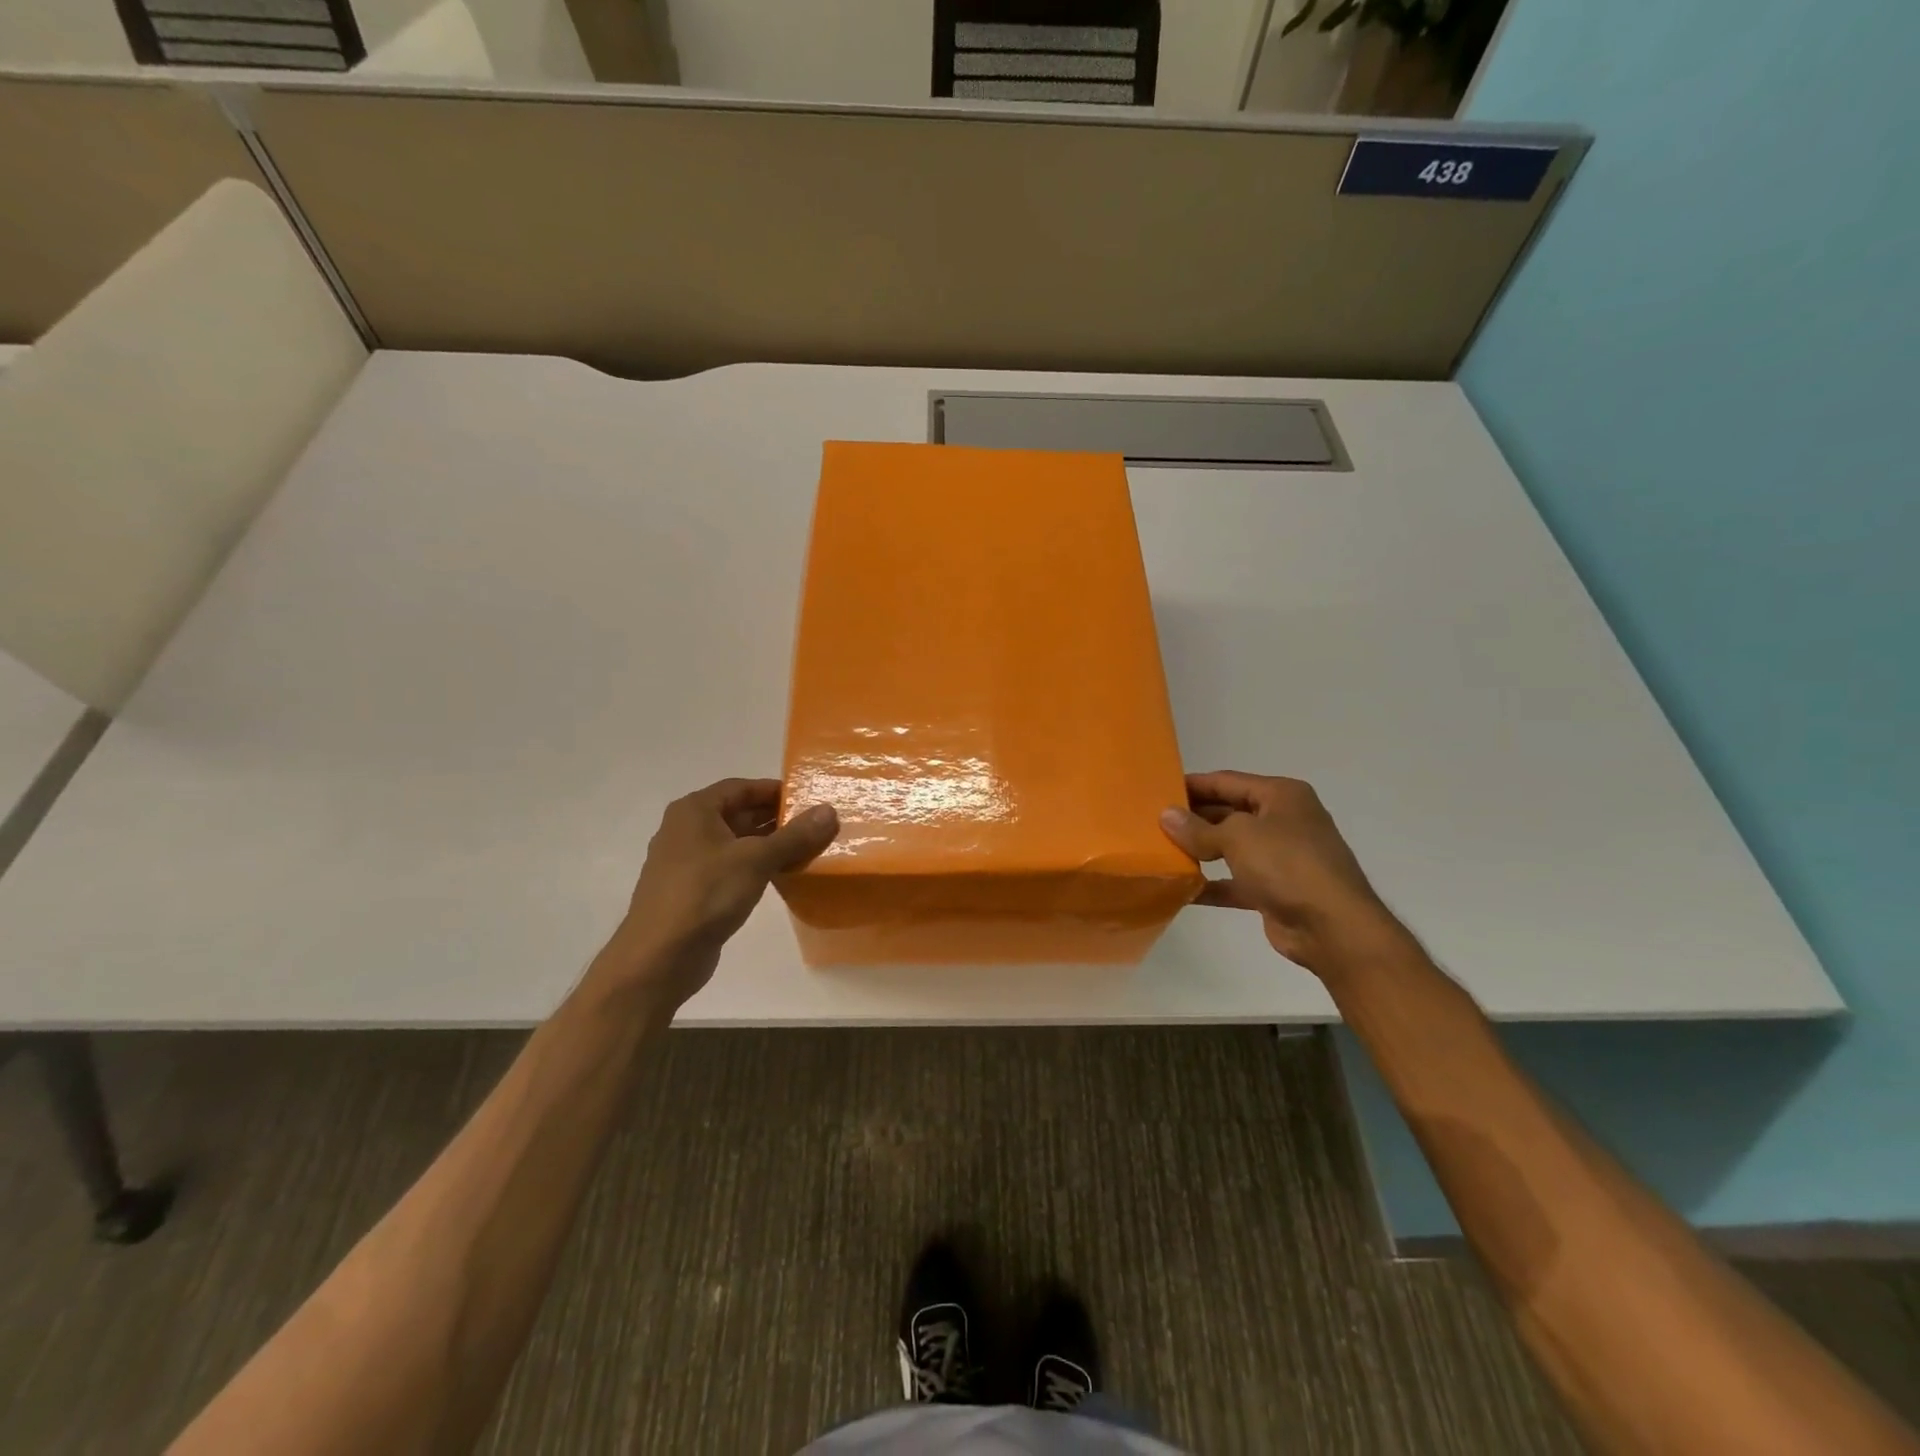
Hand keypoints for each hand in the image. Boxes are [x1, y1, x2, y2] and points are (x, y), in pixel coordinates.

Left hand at [600, 778, 837, 1009]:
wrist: (659, 957)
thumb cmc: (706, 894)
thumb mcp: (756, 859)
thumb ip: (795, 835)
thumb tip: (830, 810)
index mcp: (695, 811)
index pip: (741, 788)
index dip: (775, 791)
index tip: (808, 799)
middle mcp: (686, 830)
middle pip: (738, 813)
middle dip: (776, 818)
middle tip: (815, 825)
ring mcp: (687, 862)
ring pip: (736, 843)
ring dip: (769, 845)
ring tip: (807, 849)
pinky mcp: (693, 891)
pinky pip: (730, 867)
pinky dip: (755, 867)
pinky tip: (782, 876)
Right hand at [1159, 771, 1403, 975]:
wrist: (1332, 928)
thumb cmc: (1287, 864)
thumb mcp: (1237, 837)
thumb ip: (1198, 828)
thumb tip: (1166, 815)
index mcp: (1281, 796)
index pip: (1227, 781)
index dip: (1193, 784)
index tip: (1157, 789)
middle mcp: (1283, 821)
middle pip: (1228, 813)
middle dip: (1193, 818)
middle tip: (1152, 822)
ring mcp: (1280, 857)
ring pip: (1230, 848)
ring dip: (1199, 851)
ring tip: (1161, 851)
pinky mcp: (1274, 890)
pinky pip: (1234, 881)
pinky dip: (1211, 884)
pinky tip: (1181, 888)